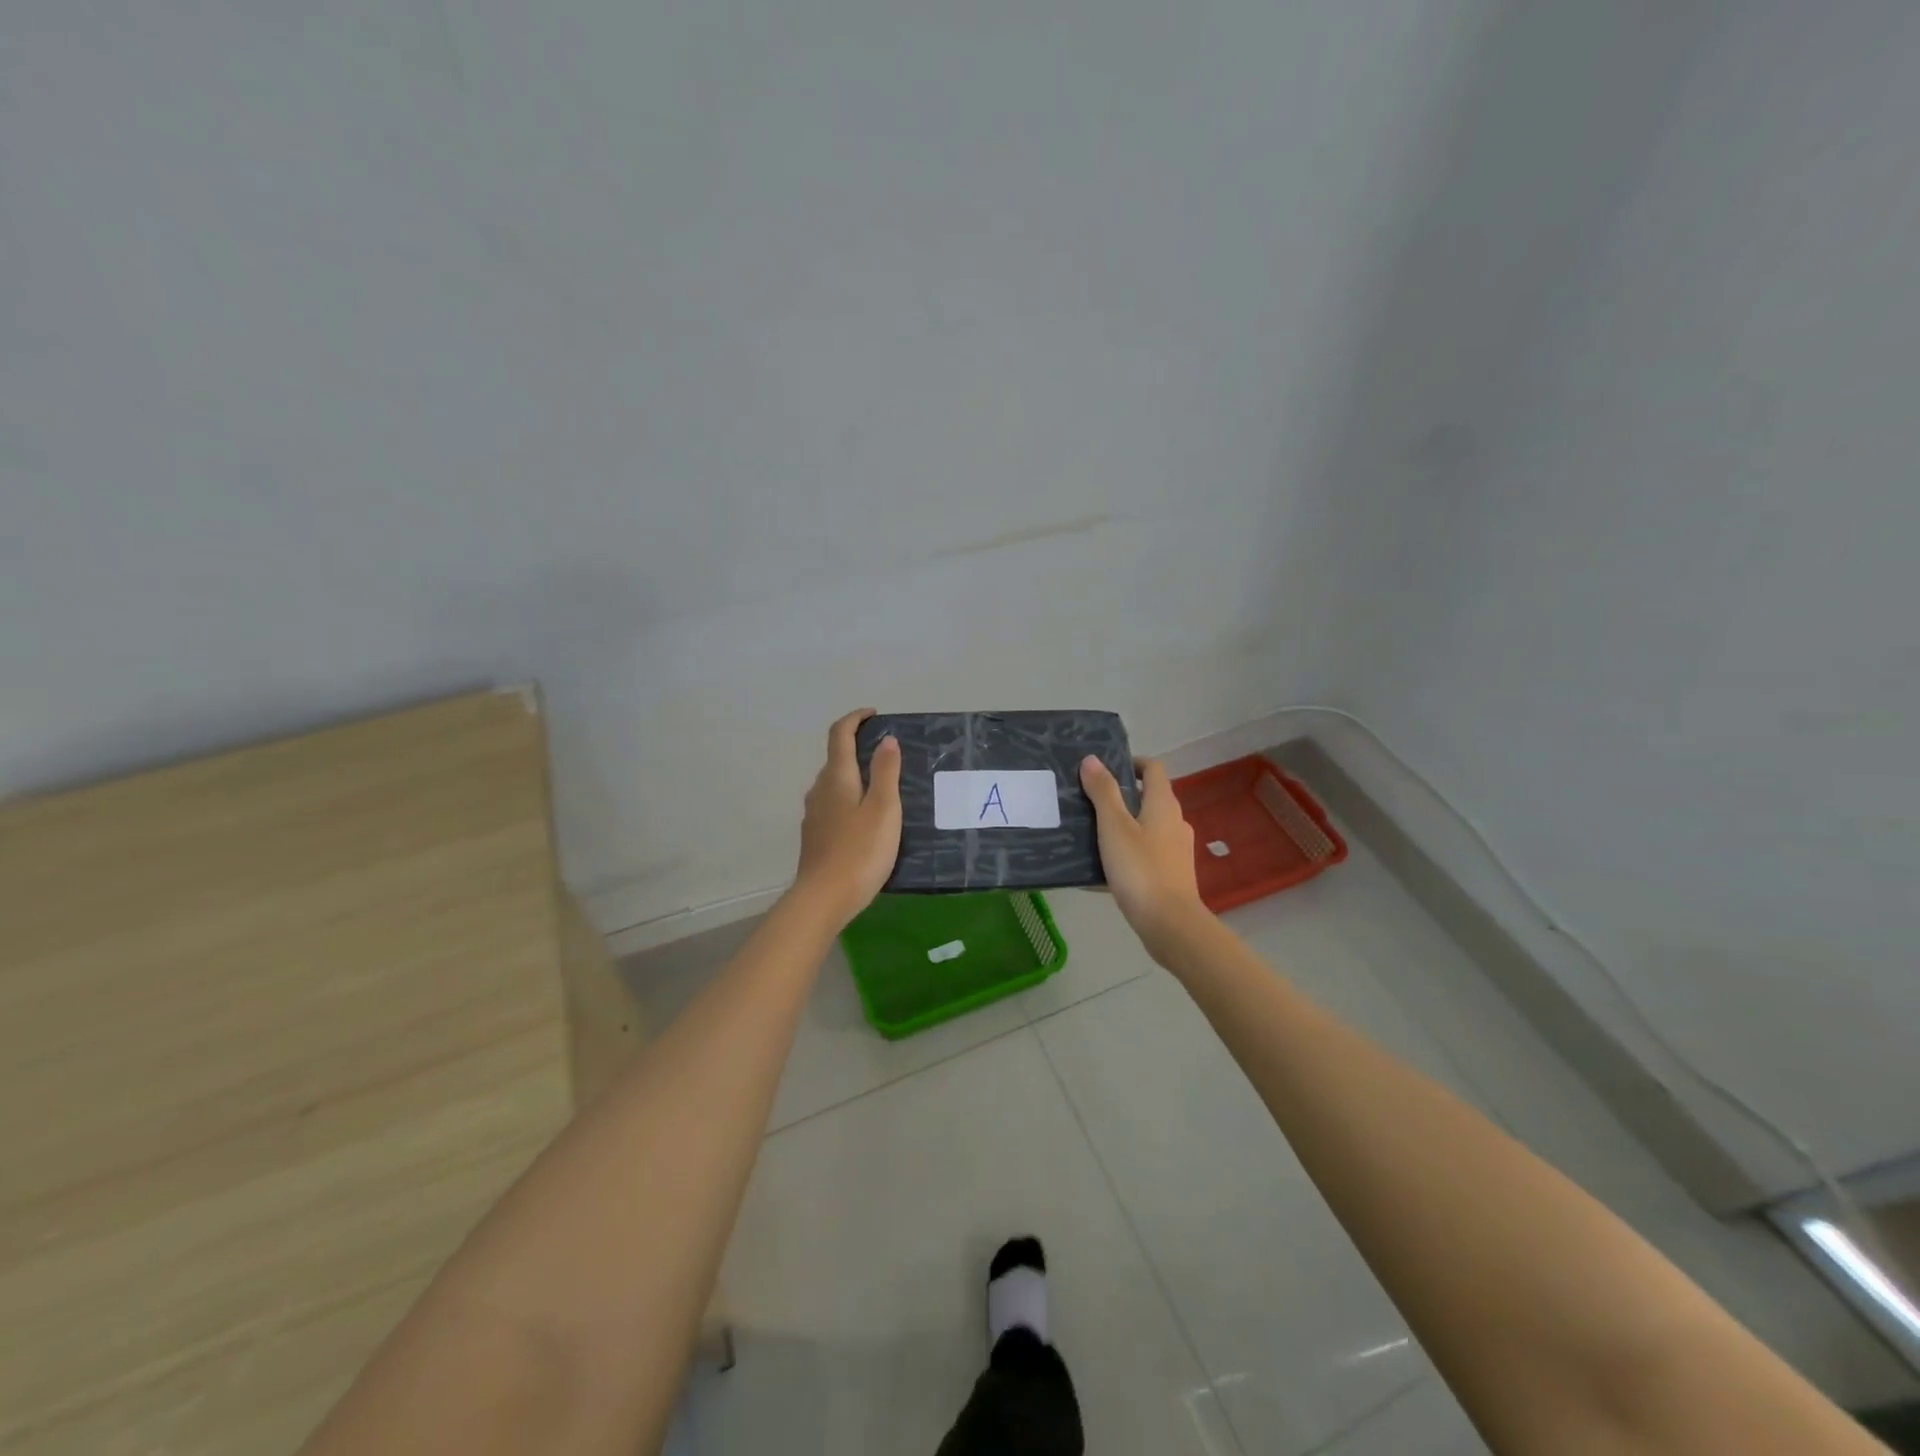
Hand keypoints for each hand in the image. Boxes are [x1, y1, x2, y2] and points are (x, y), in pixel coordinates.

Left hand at [794, 709, 902, 927]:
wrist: (823, 899)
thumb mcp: (883, 809)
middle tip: (888, 756)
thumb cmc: (860, 851)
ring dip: (854, 776)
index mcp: (837, 778)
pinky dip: (849, 799)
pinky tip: (865, 820)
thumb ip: (885, 772)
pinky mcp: (815, 836)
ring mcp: (813, 814)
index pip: (839, 734)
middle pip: (835, 759)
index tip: (873, 714)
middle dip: (858, 749)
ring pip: (834, 784)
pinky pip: (833, 806)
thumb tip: (886, 740)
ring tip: (882, 788)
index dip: (855, 719)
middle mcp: (819, 790)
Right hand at [1080, 755, 1210, 962]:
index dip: (1130, 763)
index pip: (1152, 768)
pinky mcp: (1171, 874)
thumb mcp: (1114, 827)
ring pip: (1146, 827)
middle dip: (1120, 796)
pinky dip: (1126, 853)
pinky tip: (1101, 869)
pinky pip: (1145, 854)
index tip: (1103, 770)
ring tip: (1090, 833)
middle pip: (1148, 798)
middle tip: (1088, 801)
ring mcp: (1176, 850)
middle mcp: (1175, 822)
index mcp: (1163, 804)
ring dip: (1122, 825)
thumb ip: (1103, 792)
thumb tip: (1092, 759)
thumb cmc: (1140, 869)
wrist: (1170, 925)